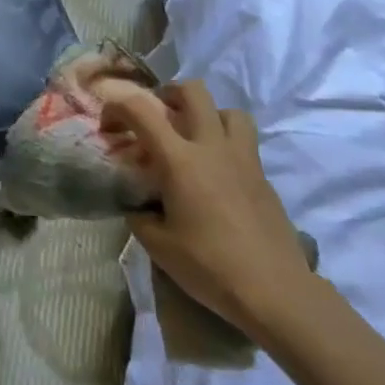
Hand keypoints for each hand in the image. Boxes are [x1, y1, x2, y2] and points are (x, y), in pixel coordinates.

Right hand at [100, 78, 315, 339]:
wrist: (277, 293)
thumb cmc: (210, 266)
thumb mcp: (158, 245)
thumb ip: (140, 215)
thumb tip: (136, 205)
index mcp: (179, 159)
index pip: (140, 110)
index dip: (116, 107)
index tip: (107, 125)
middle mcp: (211, 147)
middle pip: (194, 91)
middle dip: (170, 93)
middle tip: (158, 115)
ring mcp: (243, 160)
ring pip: (229, 112)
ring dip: (208, 115)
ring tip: (195, 137)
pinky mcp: (264, 179)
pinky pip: (245, 144)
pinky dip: (227, 147)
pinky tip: (218, 177)